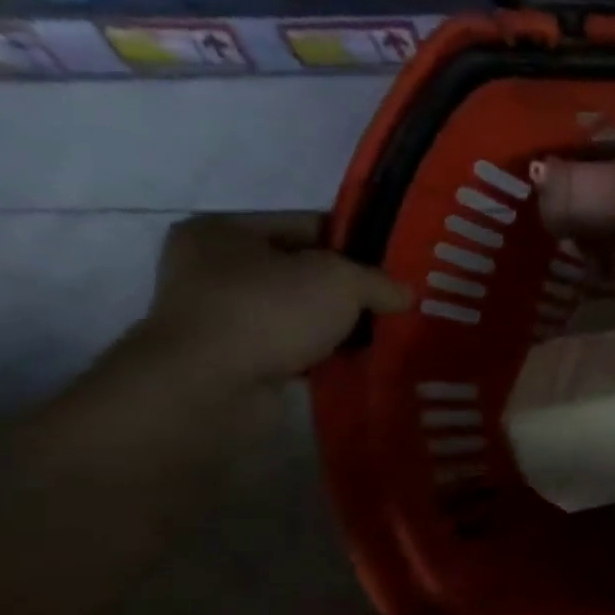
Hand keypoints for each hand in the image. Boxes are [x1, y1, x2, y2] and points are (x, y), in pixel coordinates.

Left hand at [138, 214, 410, 390]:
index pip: (309, 225)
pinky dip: (325, 355)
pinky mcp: (235, 361)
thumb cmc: (268, 311)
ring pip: (302, 314)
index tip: (397, 265)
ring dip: (339, 326)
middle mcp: (213, 269)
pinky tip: (360, 361)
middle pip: (304, 272)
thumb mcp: (340, 280)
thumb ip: (378, 281)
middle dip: (350, 290)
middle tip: (397, 302)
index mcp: (224, 231)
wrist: (210, 388)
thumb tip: (405, 294)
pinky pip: (295, 349)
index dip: (357, 242)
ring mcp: (221, 318)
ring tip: (387, 334)